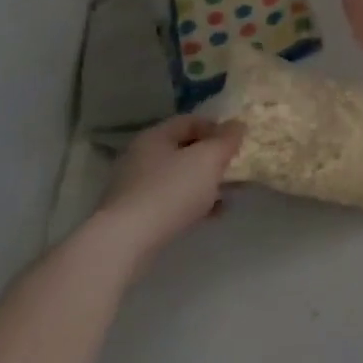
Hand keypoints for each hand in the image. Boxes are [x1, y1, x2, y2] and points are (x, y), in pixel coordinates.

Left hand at [95, 115, 245, 269]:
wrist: (126, 241)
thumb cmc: (171, 190)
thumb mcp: (209, 158)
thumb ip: (227, 139)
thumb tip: (236, 125)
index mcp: (155, 137)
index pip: (190, 121)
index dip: (217, 127)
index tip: (237, 142)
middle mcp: (141, 157)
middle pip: (184, 149)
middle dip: (212, 158)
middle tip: (234, 168)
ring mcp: (135, 187)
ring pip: (179, 177)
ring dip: (205, 182)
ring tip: (228, 194)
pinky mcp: (135, 214)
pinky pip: (171, 200)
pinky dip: (193, 203)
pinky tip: (212, 214)